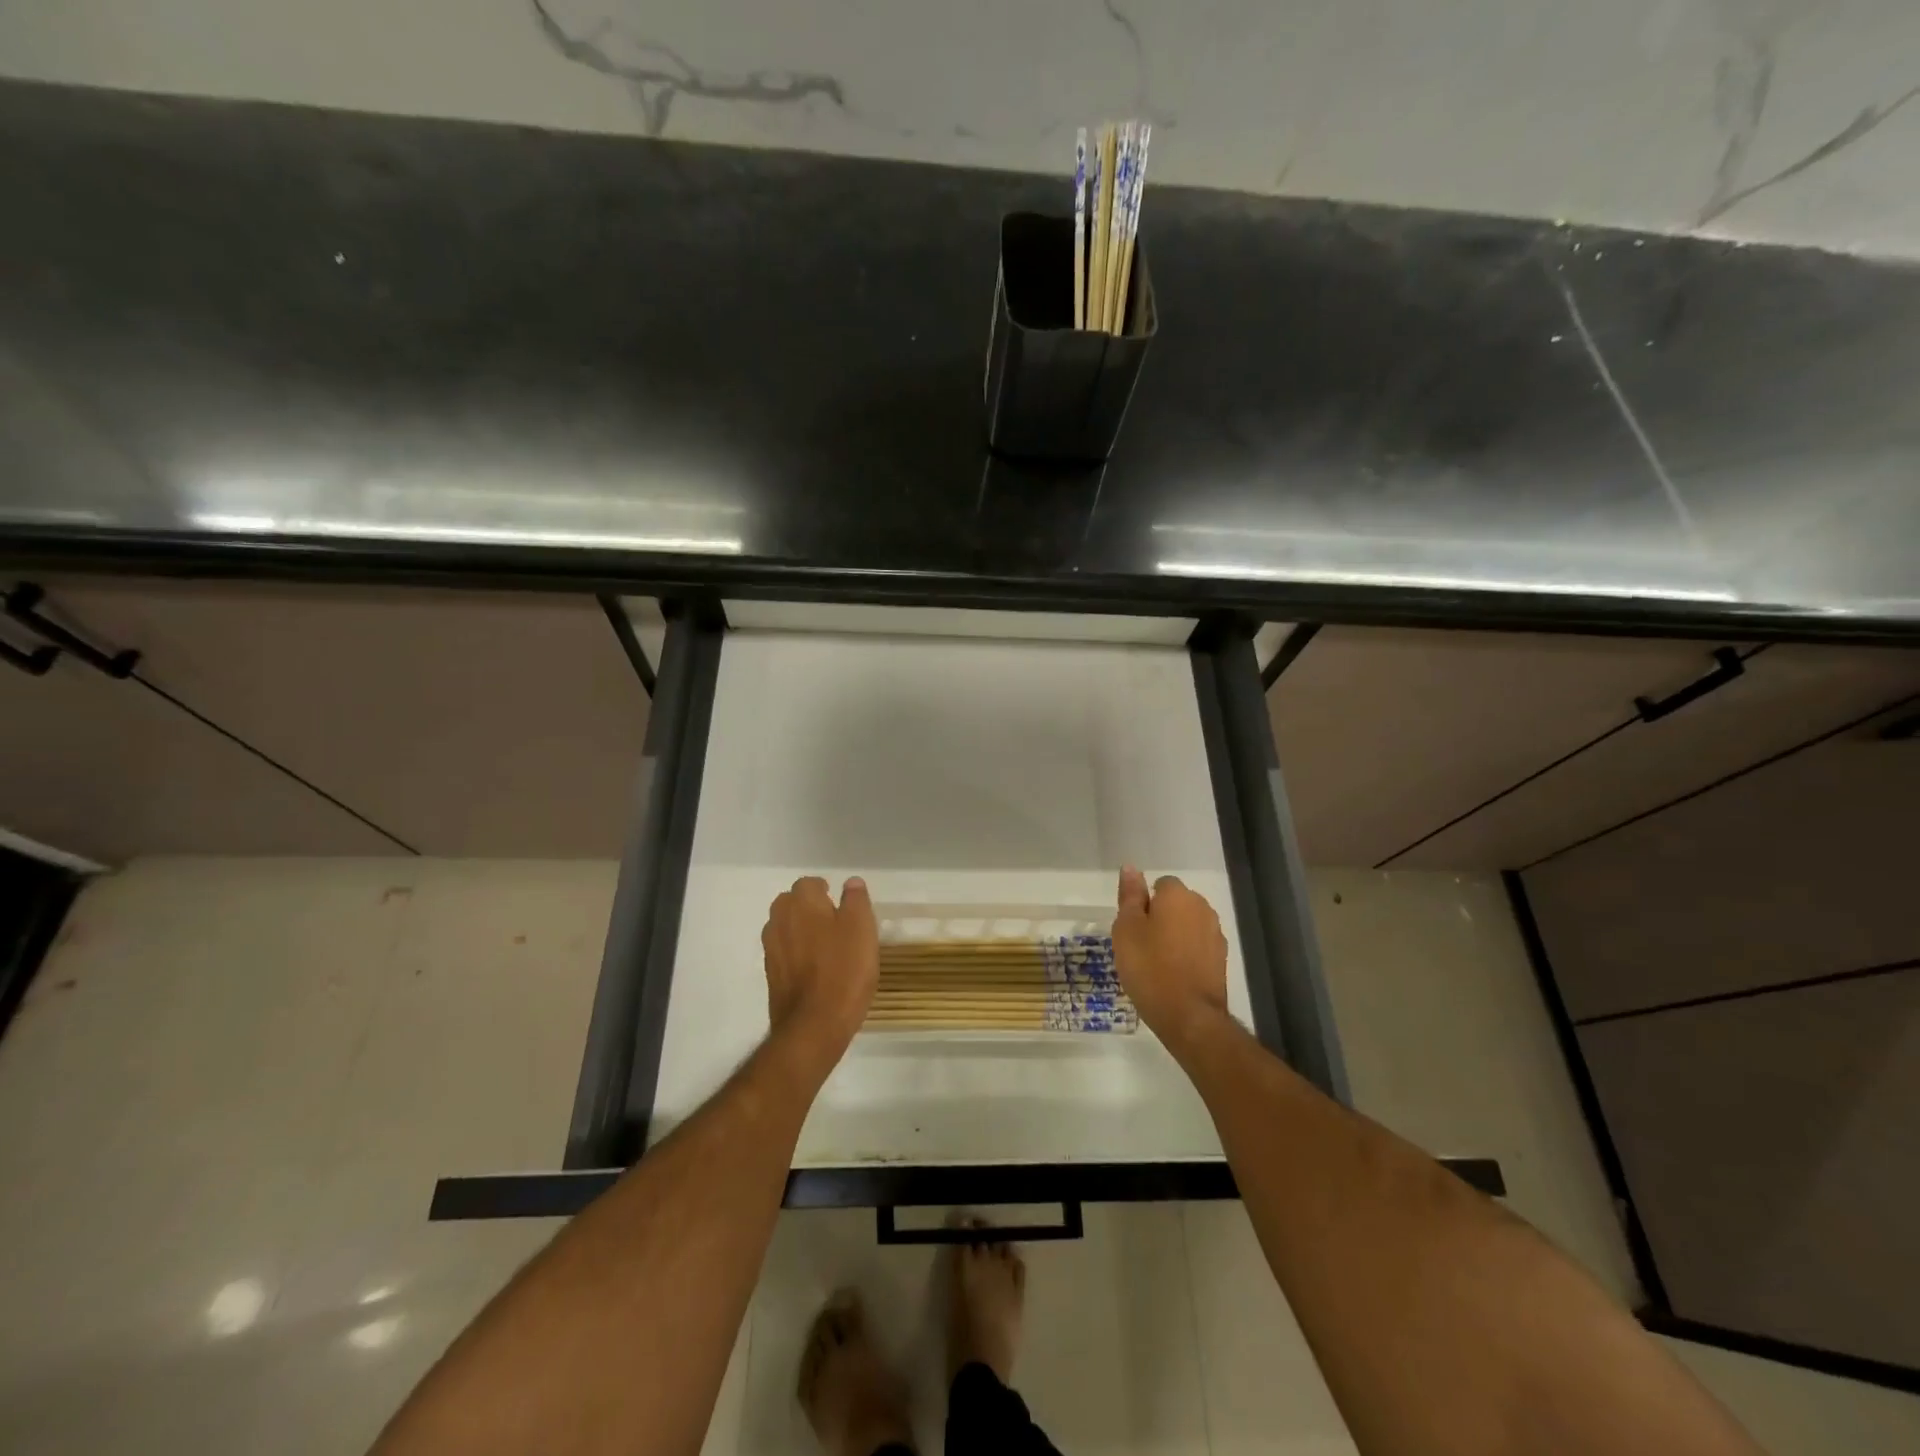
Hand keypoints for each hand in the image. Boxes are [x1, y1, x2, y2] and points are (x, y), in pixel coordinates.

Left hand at [761, 876, 878, 1072]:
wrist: (814, 1025)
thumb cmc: (844, 970)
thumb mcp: (862, 928)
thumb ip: (856, 900)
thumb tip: (850, 883)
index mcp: (801, 903)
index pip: (809, 884)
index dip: (826, 891)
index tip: (842, 905)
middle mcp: (779, 920)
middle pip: (791, 904)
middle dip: (810, 908)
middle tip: (836, 924)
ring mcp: (771, 949)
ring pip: (786, 928)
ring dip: (802, 931)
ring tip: (827, 948)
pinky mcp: (771, 975)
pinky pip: (785, 953)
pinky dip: (797, 955)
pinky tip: (816, 971)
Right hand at [1111, 867, 1230, 1052]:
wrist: (1189, 1016)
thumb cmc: (1149, 968)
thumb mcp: (1127, 929)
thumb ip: (1130, 896)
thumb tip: (1130, 867)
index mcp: (1178, 896)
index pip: (1160, 884)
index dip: (1144, 903)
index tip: (1133, 927)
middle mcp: (1202, 908)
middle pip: (1176, 904)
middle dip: (1161, 917)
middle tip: (1140, 945)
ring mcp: (1215, 934)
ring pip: (1187, 925)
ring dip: (1174, 936)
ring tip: (1155, 963)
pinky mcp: (1221, 959)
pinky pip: (1198, 946)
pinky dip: (1186, 954)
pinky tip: (1173, 975)